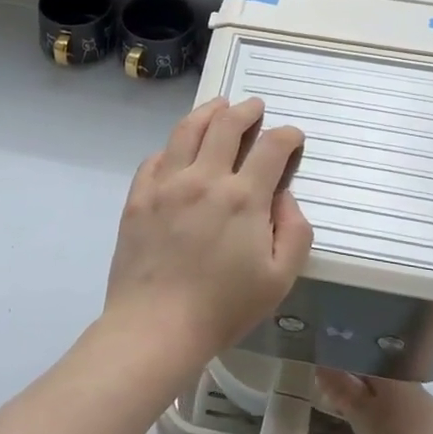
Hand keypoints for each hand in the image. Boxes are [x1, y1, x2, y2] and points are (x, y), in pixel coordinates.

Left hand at [102, 97, 312, 367]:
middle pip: (226, 126)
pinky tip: (178, 148)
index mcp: (243, 197)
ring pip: (187, 130)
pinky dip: (173, 146)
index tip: (292, 136)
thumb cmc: (223, 308)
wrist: (155, 327)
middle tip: (255, 107)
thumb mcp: (279, 279)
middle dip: (246, 111)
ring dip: (208, 112)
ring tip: (218, 106)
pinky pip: (155, 157)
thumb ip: (294, 231)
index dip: (287, 136)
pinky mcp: (138, 197)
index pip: (271, 148)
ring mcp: (166, 184)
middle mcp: (204, 178)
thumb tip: (283, 196)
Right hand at [317, 370, 432, 433]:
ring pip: (399, 407)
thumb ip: (341, 389)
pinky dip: (396, 432)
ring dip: (382, 414)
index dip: (350, 371)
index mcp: (398, 379)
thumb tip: (322, 366)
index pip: (370, 364)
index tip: (334, 383)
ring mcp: (431, 417)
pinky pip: (410, 427)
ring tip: (364, 431)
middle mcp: (418, 391)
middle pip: (386, 386)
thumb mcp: (358, 415)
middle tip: (344, 408)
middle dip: (365, 394)